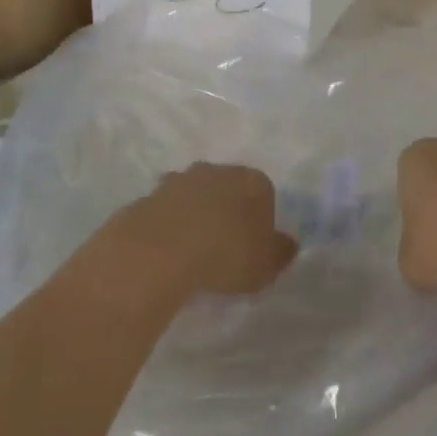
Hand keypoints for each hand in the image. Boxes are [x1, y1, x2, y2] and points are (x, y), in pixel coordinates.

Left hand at [102, 163, 297, 303]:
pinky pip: (167, 211)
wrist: (161, 250)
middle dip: (227, 212)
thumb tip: (287, 244)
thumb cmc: (226, 254)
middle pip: (228, 189)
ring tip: (193, 252)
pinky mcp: (149, 195)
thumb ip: (281, 253)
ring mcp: (179, 179)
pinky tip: (168, 252)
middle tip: (224, 248)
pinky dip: (169, 225)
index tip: (253, 248)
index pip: (264, 194)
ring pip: (195, 196)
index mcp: (253, 181)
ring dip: (196, 216)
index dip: (260, 221)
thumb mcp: (266, 265)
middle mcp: (217, 170)